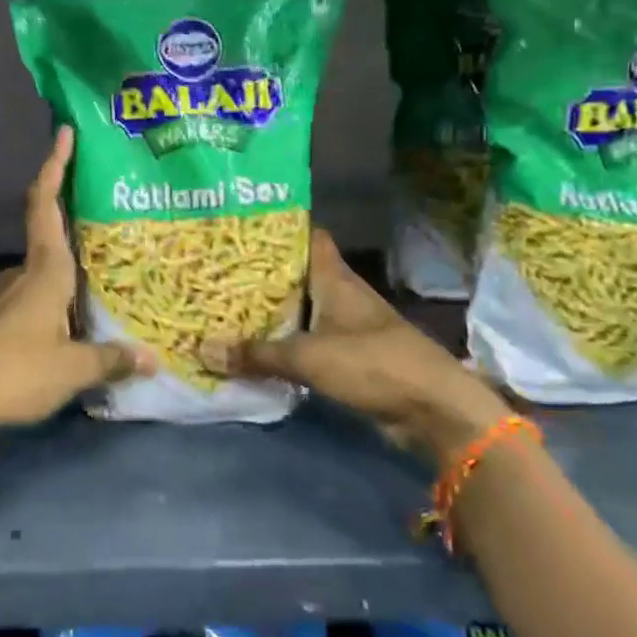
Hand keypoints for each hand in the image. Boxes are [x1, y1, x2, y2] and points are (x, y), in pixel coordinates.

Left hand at [0, 127, 150, 446]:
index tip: (65, 133)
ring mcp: (11, 298)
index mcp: (44, 271)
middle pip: (51, 231)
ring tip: (115, 266)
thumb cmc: (14, 372)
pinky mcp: (5, 322)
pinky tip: (87, 313)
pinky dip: (65, 294)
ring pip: (49, 268)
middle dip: (78, 214)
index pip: (45, 204)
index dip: (54, 166)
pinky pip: (43, 296)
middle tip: (118, 207)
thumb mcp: (72, 369)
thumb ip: (112, 359)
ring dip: (75, 262)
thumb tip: (152, 358)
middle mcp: (26, 275)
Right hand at [198, 229, 508, 459]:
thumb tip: (204, 350)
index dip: (279, 229)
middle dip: (263, 274)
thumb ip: (257, 354)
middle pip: (297, 275)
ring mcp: (347, 326)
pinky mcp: (349, 357)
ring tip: (226, 306)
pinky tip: (255, 348)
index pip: (308, 237)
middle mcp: (340, 295)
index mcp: (335, 279)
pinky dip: (285, 343)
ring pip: (302, 310)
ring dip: (272, 312)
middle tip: (218, 270)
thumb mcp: (308, 357)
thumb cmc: (372, 364)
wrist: (432, 409)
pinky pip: (308, 342)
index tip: (241, 227)